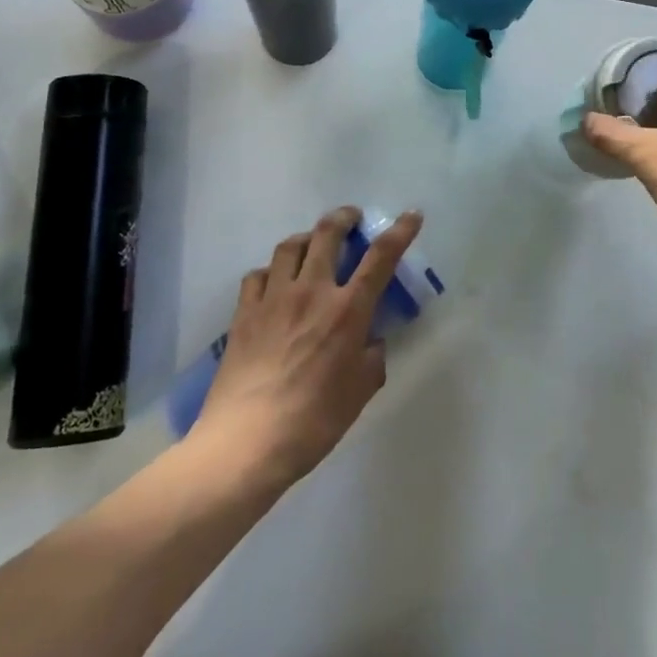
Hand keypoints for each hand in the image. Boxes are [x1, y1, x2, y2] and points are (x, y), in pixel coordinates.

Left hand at [191, 206, 423, 487]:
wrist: (247, 442)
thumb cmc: (314, 421)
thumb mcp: (360, 392)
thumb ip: (372, 357)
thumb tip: (369, 340)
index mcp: (347, 311)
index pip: (380, 258)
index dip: (400, 231)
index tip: (411, 215)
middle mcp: (311, 292)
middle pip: (328, 234)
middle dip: (344, 217)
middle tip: (351, 218)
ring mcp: (273, 298)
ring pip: (290, 246)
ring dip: (307, 237)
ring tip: (313, 243)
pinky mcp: (244, 312)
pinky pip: (258, 275)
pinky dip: (271, 270)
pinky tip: (275, 282)